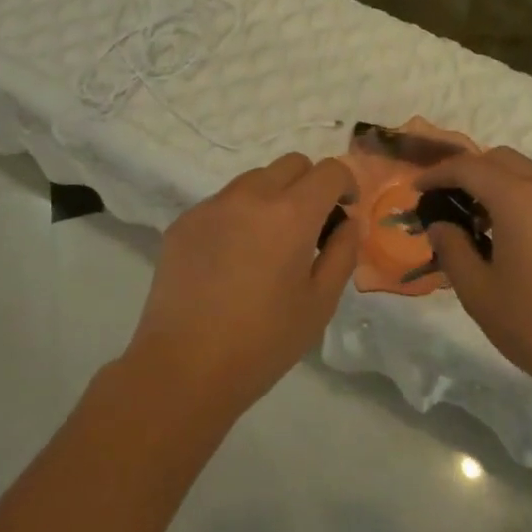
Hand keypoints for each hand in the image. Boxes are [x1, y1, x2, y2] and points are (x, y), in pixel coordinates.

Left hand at [128, 153, 358, 413]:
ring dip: (273, 196)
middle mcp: (250, 196)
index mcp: (291, 214)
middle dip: (310, 185)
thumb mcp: (320, 303)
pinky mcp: (184, 222)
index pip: (329, 170)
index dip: (345, 185)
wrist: (183, 367)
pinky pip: (223, 202)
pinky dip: (239, 215)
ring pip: (254, 179)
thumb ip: (342, 252)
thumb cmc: (263, 341)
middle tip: (310, 227)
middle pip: (292, 164)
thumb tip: (348, 223)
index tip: (344, 212)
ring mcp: (212, 206)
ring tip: (268, 243)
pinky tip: (233, 259)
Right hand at [416, 148, 531, 396]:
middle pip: (501, 160)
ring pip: (528, 175)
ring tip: (476, 224)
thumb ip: (452, 249)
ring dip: (497, 185)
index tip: (416, 190)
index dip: (437, 174)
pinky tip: (510, 238)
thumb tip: (440, 225)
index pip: (469, 167)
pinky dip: (521, 199)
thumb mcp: (478, 291)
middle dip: (469, 172)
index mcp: (518, 199)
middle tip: (445, 202)